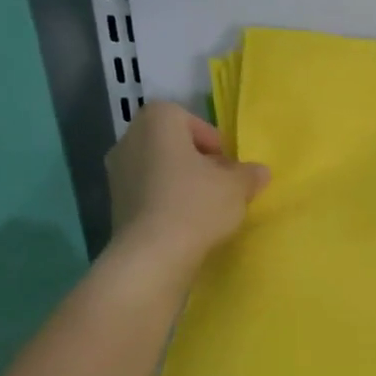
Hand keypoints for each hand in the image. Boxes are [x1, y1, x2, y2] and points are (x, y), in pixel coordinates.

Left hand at [105, 103, 268, 274]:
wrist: (153, 254)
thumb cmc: (196, 205)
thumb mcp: (236, 187)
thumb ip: (249, 174)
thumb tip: (260, 171)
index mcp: (157, 121)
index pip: (190, 120)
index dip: (213, 142)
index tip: (228, 167)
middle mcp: (130, 138)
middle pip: (172, 144)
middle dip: (197, 162)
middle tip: (220, 186)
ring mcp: (117, 172)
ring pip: (159, 169)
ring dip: (181, 183)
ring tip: (205, 208)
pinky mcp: (115, 203)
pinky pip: (148, 193)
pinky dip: (165, 202)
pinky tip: (185, 224)